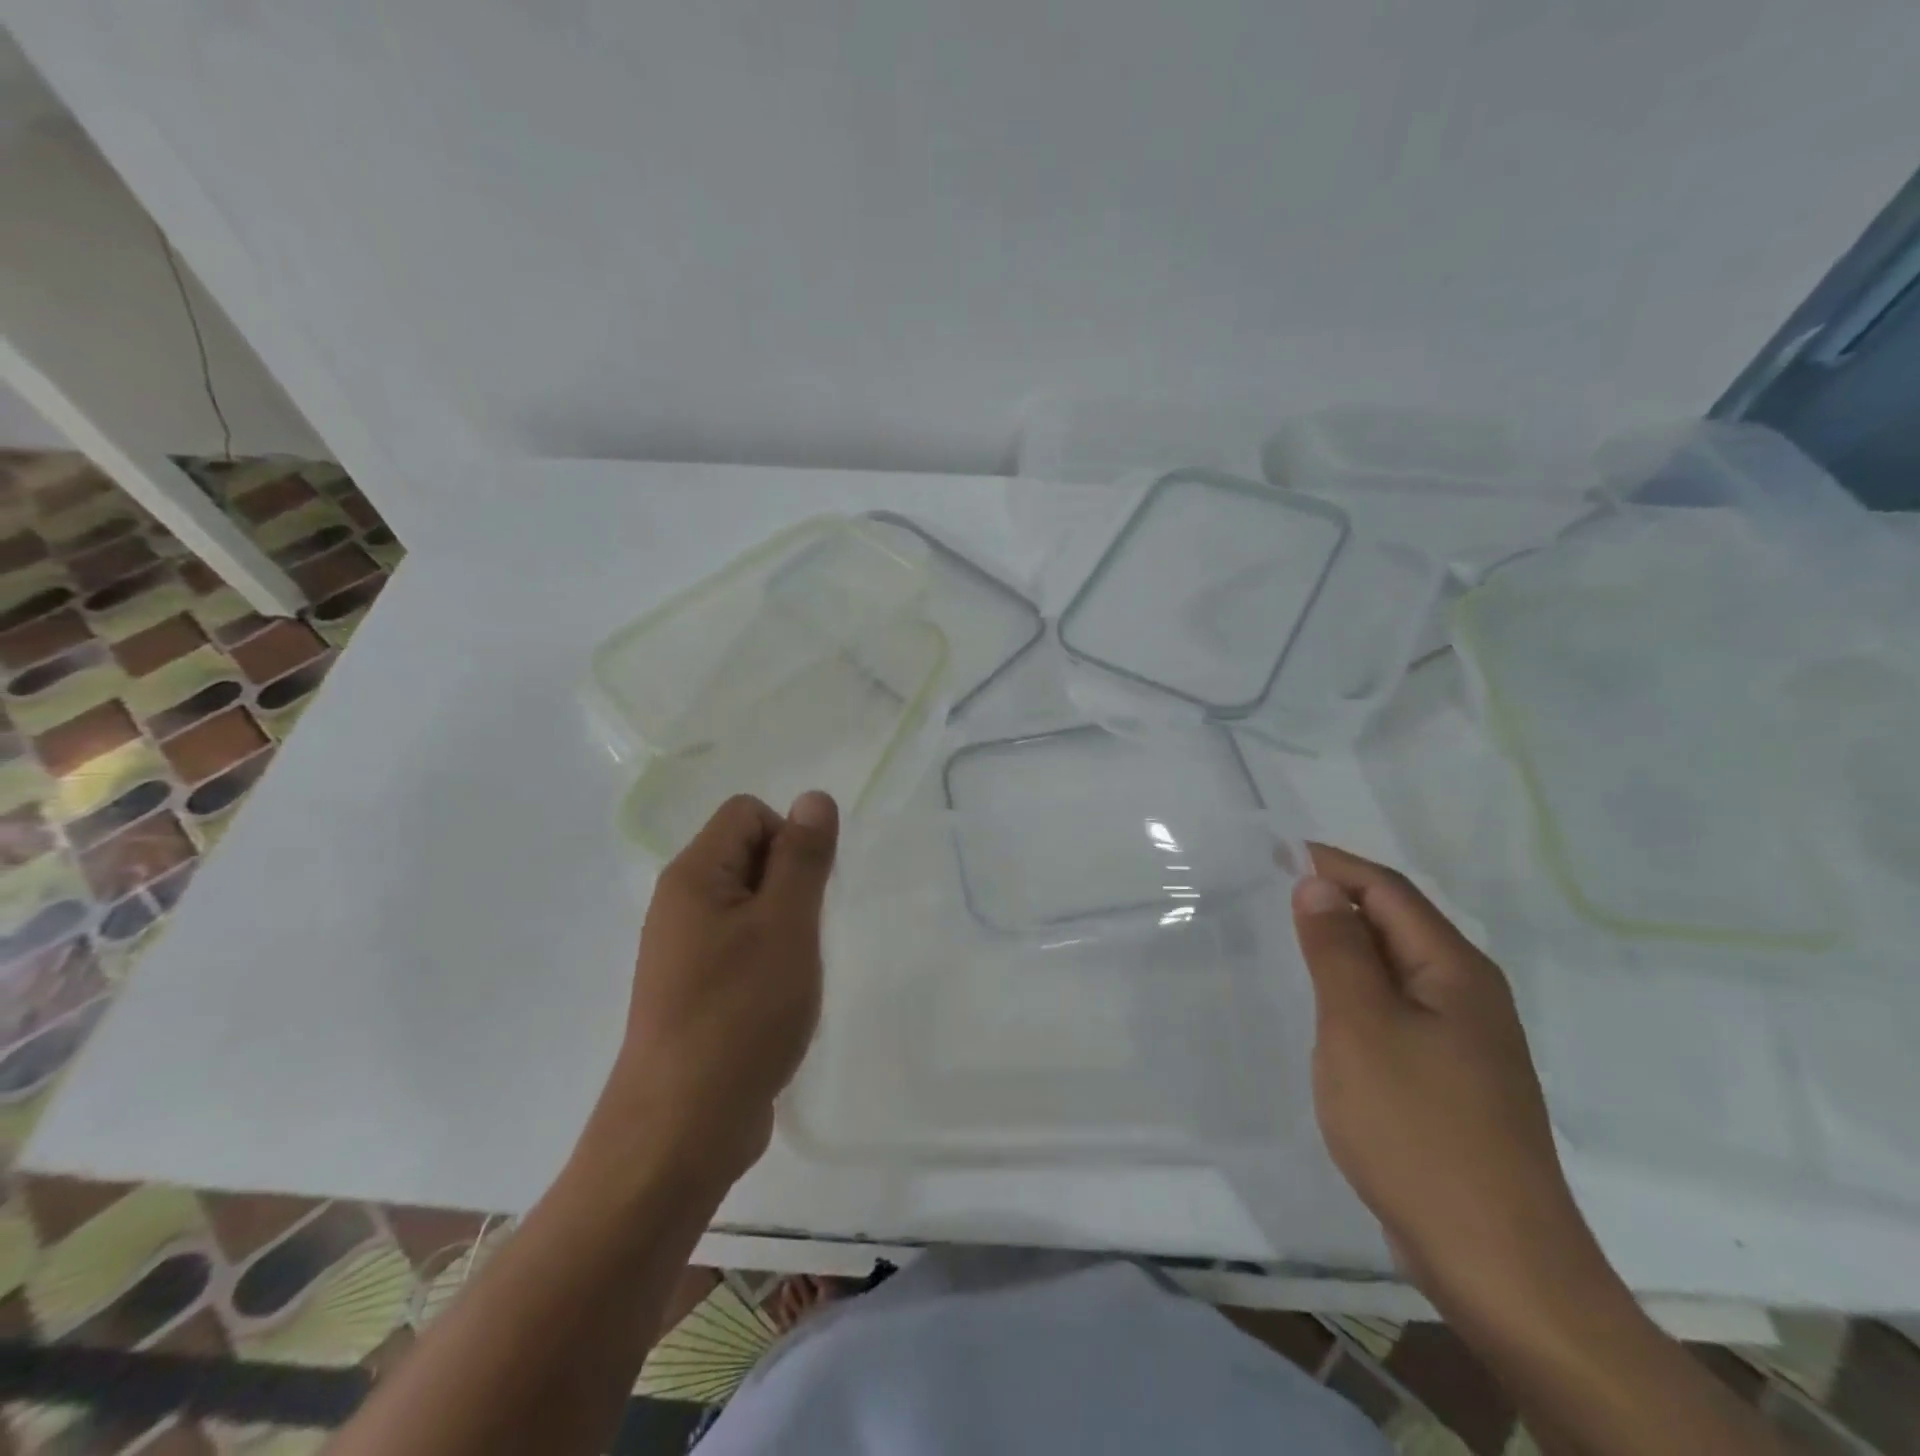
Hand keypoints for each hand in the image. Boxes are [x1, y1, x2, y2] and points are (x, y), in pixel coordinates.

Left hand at [596, 791, 838, 1193]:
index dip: (789, 839)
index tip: (806, 895)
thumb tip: (814, 797)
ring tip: (793, 972)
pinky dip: (768, 959)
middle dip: (790, 884)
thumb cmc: (741, 1013)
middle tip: (802, 937)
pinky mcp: (694, 989)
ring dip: (784, 926)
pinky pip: (740, 945)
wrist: (682, 1128)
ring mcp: (684, 950)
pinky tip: (779, 1000)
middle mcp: (680, 903)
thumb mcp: (786, 925)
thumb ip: (803, 857)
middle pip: (748, 854)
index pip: (748, 813)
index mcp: (694, 876)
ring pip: (750, 904)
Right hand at [1292, 843, 1617, 1334]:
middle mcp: (1470, 995)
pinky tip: (1329, 1008)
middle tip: (1274, 890)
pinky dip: (1359, 990)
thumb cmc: (1417, 1128)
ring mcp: (1467, 1041)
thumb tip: (1317, 884)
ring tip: (1292, 938)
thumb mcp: (1360, 1026)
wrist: (1496, 1260)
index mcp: (1455, 970)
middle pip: (1399, 923)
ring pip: (1398, 968)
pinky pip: (1399, 1008)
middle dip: (1339, 898)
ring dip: (1347, 945)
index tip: (1279, 851)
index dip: (1335, 864)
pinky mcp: (1454, 1079)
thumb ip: (1337, 949)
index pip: (1389, 891)